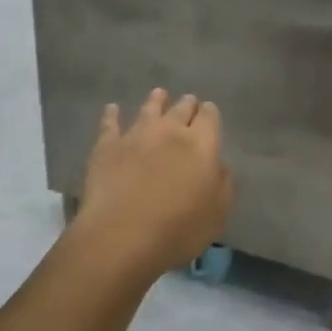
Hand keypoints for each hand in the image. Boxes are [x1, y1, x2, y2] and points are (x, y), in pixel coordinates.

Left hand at [77, 89, 233, 276]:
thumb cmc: (177, 229)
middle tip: (188, 103)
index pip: (210, 117)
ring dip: (156, 100)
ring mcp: (136, 135)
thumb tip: (221, 165)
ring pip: (149, 109)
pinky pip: (110, 123)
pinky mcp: (107, 146)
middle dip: (187, 105)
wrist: (121, 236)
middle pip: (181, 108)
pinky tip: (112, 109)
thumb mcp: (217, 214)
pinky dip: (112, 114)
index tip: (209, 115)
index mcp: (201, 144)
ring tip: (159, 94)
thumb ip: (224, 184)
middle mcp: (170, 131)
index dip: (210, 114)